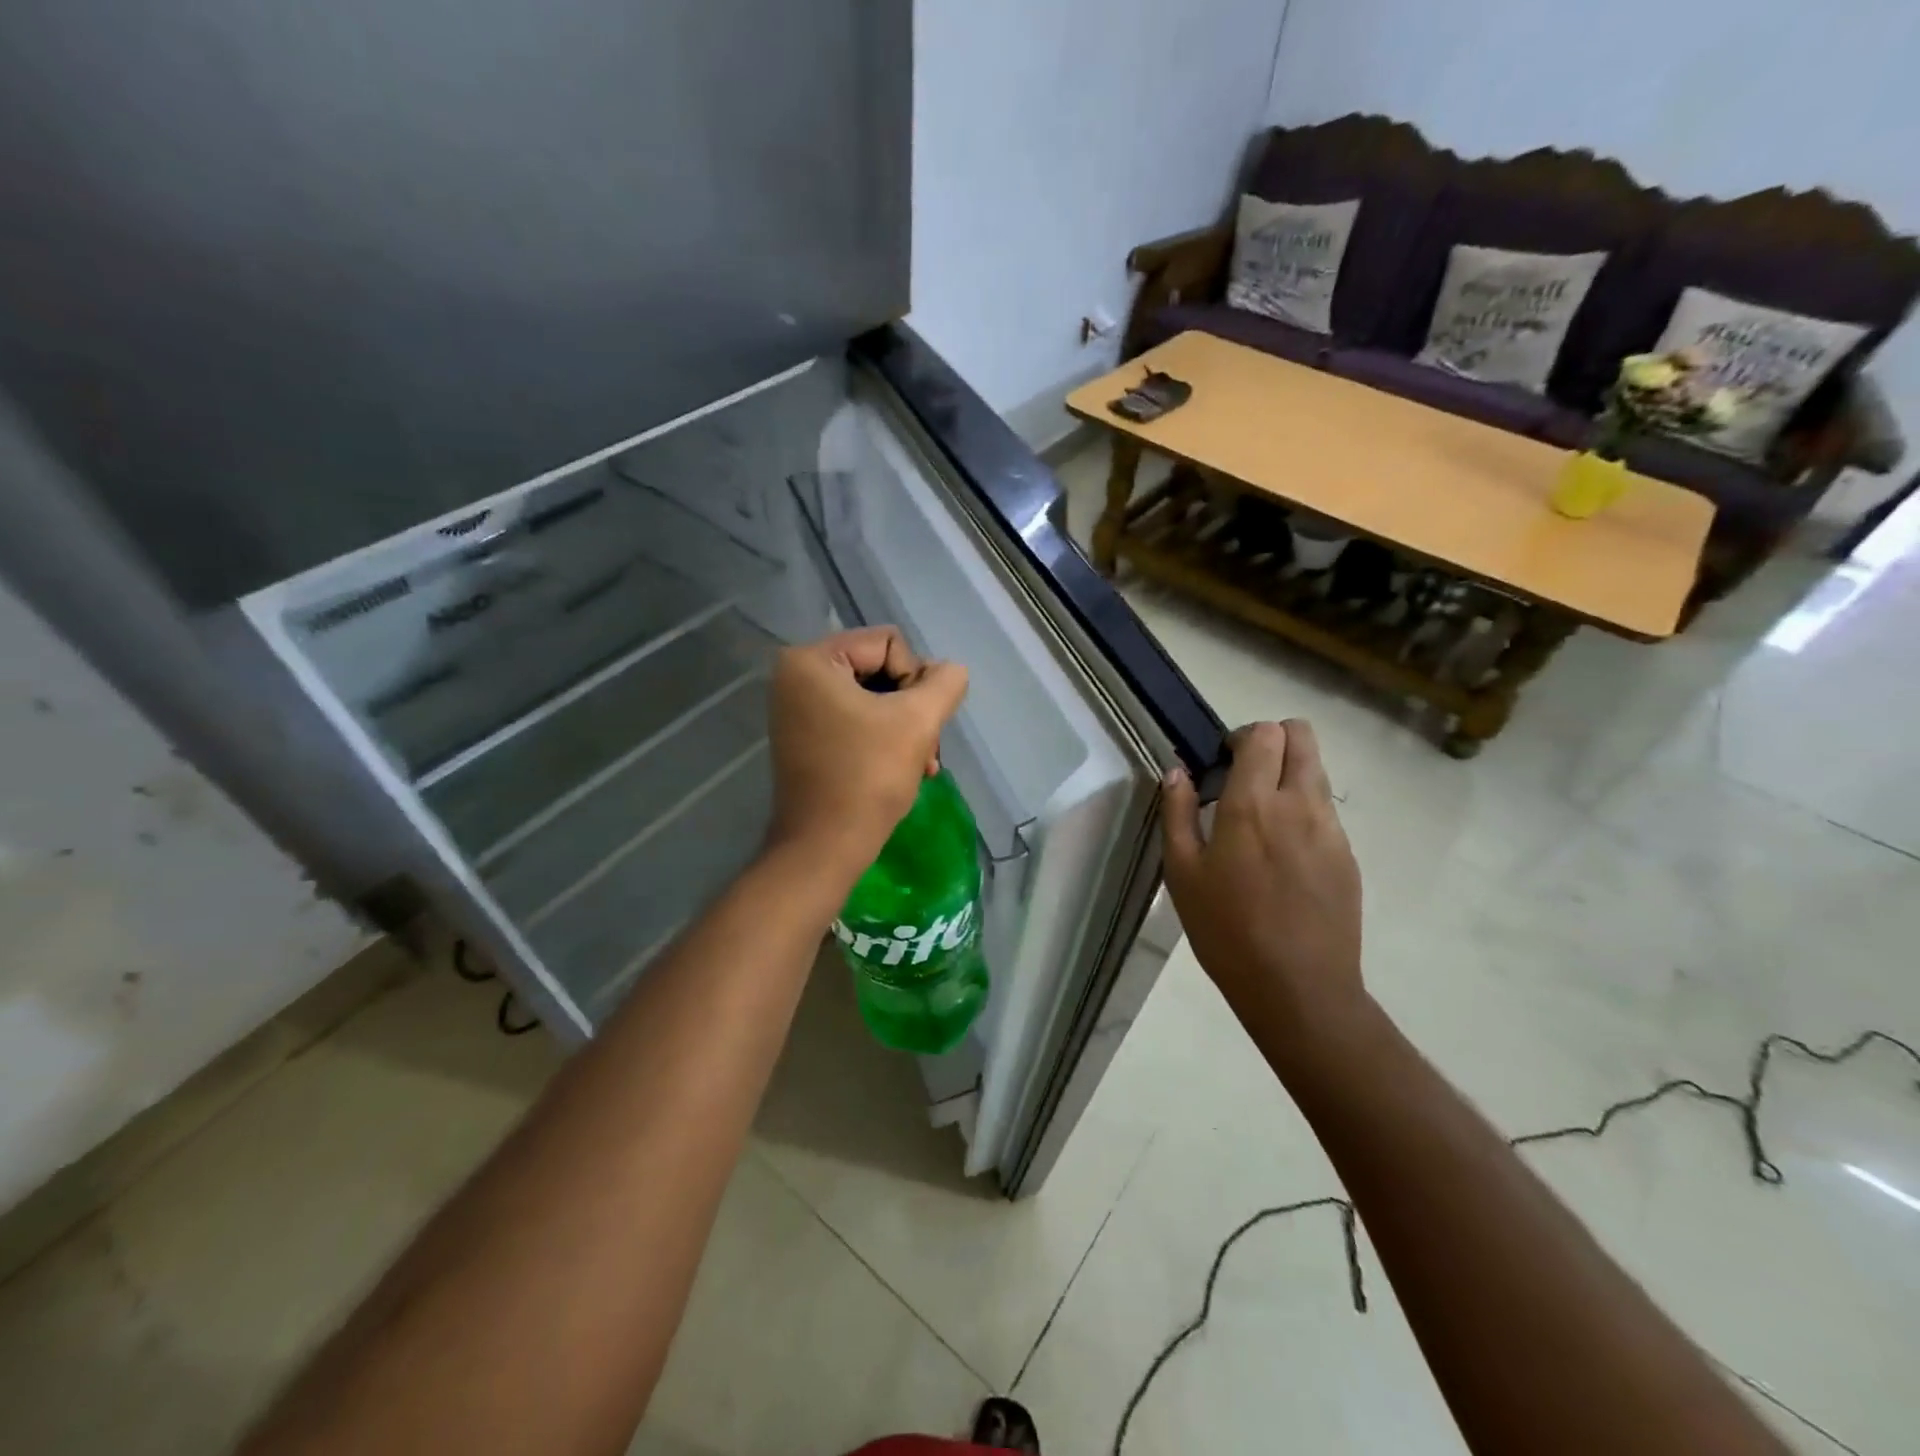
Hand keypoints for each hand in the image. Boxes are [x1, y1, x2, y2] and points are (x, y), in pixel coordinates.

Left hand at [765, 627, 968, 882]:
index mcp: (811, 660)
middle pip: (881, 669)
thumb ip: (945, 683)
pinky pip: (857, 720)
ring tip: (923, 764)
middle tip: (928, 748)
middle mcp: (796, 676)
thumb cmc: (868, 778)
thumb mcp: (918, 721)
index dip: (916, 680)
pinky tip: (907, 768)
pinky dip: (885, 739)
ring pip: (875, 698)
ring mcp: (798, 708)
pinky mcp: (806, 737)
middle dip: (912, 708)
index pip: (889, 643)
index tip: (918, 723)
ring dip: (906, 728)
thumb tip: (950, 671)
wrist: (825, 848)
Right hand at [1161, 720, 1365, 1046]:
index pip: (1264, 734)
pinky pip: (1326, 810)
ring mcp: (1331, 829)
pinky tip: (1283, 855)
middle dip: (1274, 740)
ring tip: (1263, 817)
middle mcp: (1299, 804)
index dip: (1242, 737)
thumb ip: (1178, 814)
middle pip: (1302, 736)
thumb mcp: (1183, 874)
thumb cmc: (1226, 930)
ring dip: (1290, 773)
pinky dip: (1304, 810)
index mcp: (1252, 805)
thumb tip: (1177, 773)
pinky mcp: (1348, 855)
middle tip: (1247, 775)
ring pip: (1318, 771)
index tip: (1224, 762)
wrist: (1298, 988)